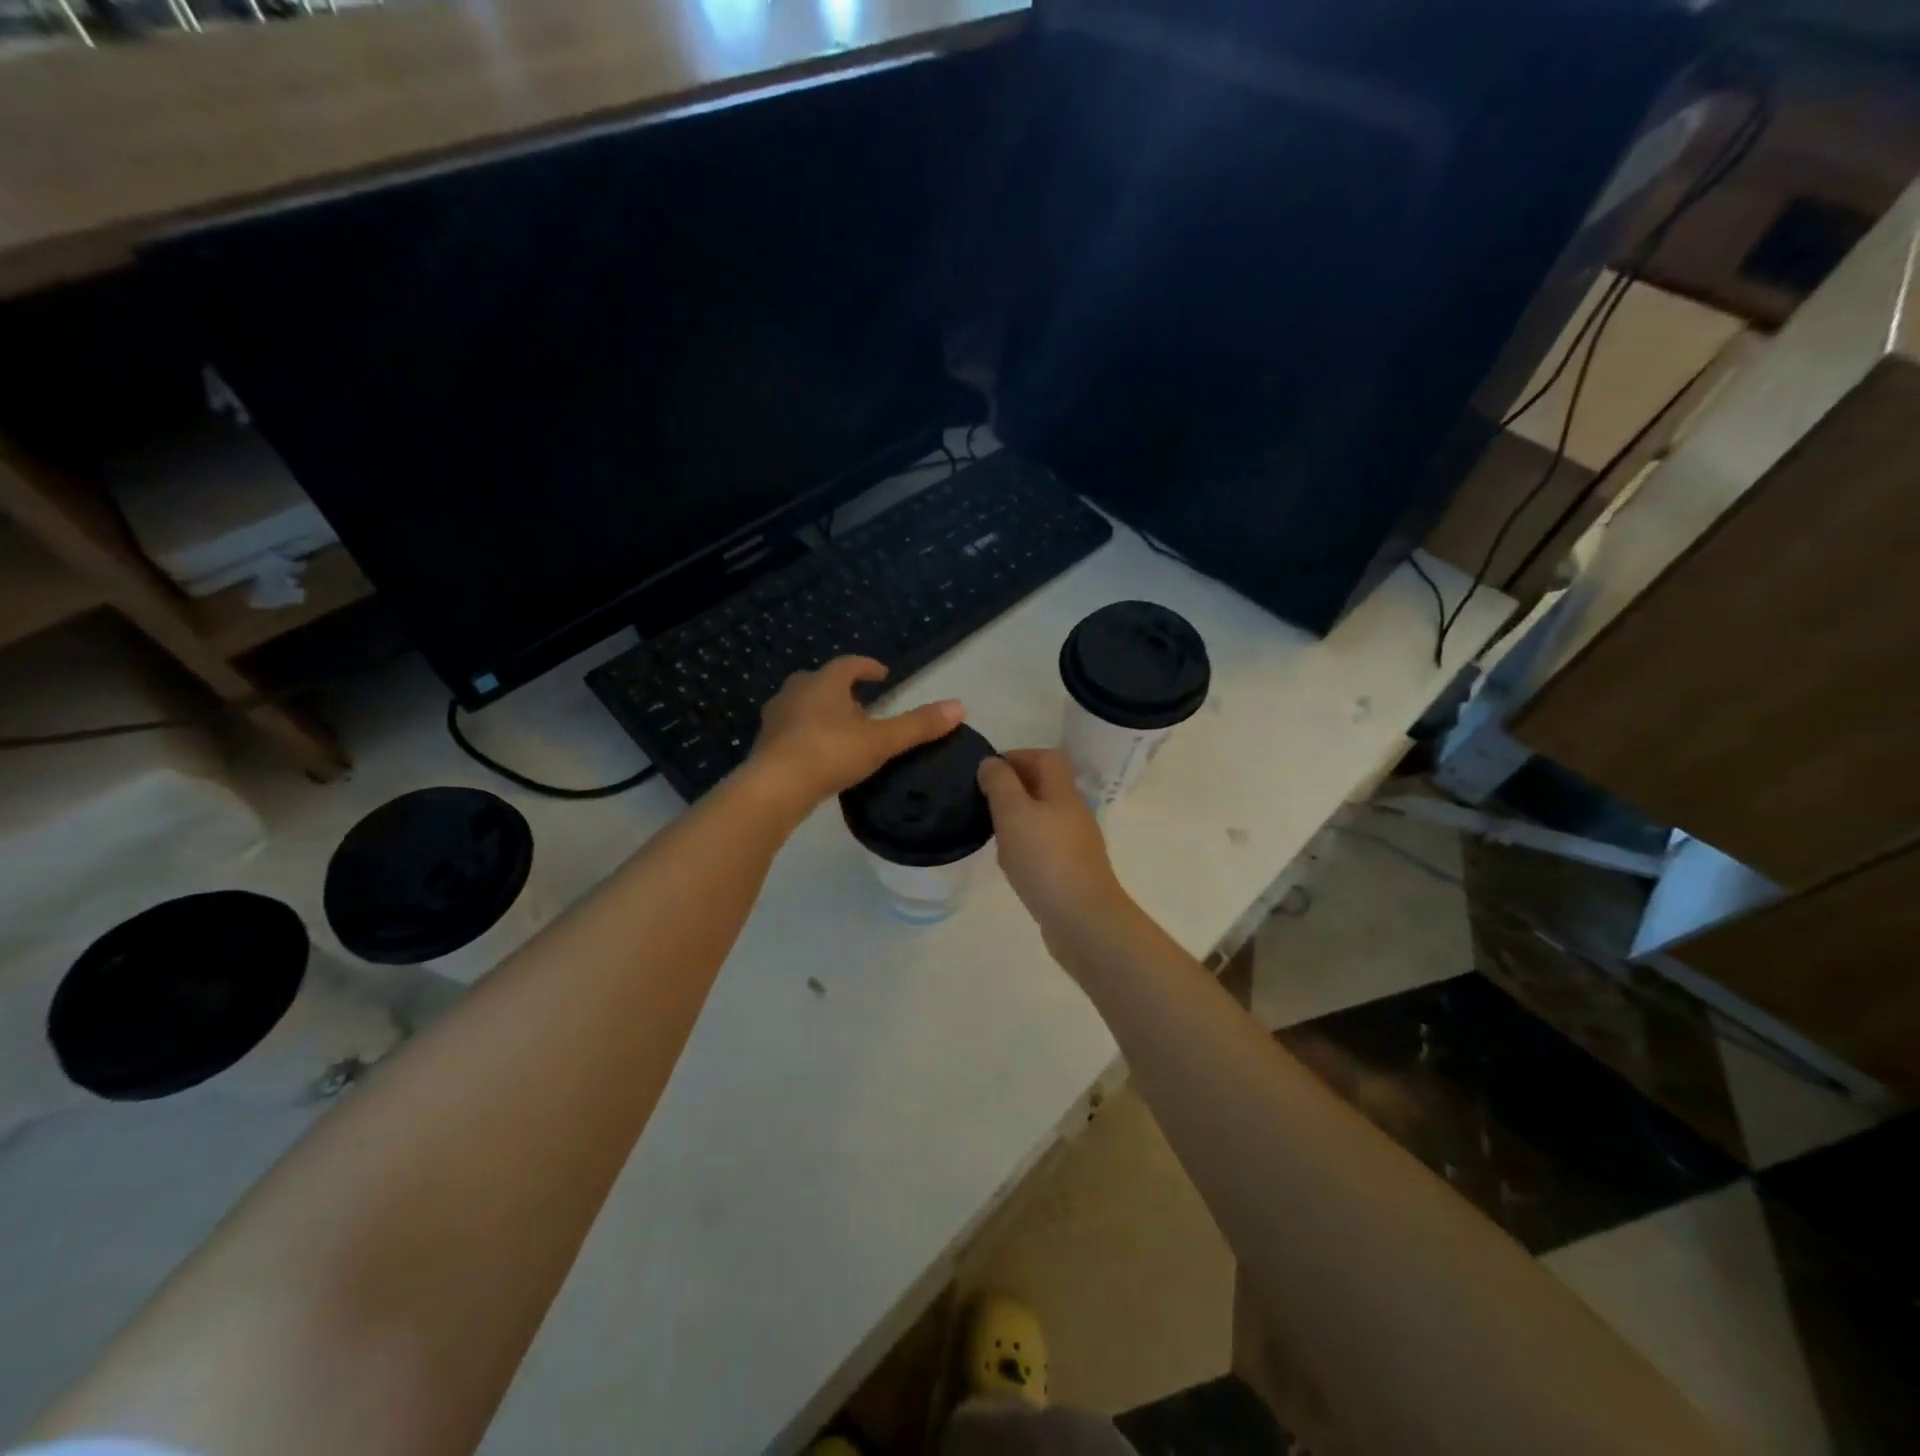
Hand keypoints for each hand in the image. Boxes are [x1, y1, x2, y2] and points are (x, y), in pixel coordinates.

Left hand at [749, 656, 963, 811]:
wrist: (775, 787)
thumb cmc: (830, 753)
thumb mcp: (881, 740)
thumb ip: (918, 725)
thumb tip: (960, 706)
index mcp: (825, 682)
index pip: (849, 664)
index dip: (867, 667)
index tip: (883, 675)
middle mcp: (796, 691)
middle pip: (821, 681)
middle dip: (841, 690)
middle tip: (861, 705)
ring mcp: (776, 717)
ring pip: (802, 705)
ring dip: (821, 712)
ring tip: (841, 730)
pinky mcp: (765, 743)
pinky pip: (790, 729)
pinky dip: (806, 734)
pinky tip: (818, 754)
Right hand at [977, 749, 1131, 952]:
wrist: (1082, 920)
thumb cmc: (1045, 859)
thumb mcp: (1013, 813)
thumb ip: (1000, 784)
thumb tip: (991, 762)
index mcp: (1063, 791)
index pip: (1045, 757)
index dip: (1017, 756)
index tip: (987, 771)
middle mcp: (1074, 812)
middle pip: (1045, 786)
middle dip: (1014, 787)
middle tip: (983, 800)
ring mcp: (1075, 843)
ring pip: (1043, 817)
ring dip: (1017, 818)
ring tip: (991, 830)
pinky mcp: (1071, 870)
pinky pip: (1044, 846)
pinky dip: (1024, 846)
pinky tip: (1010, 862)